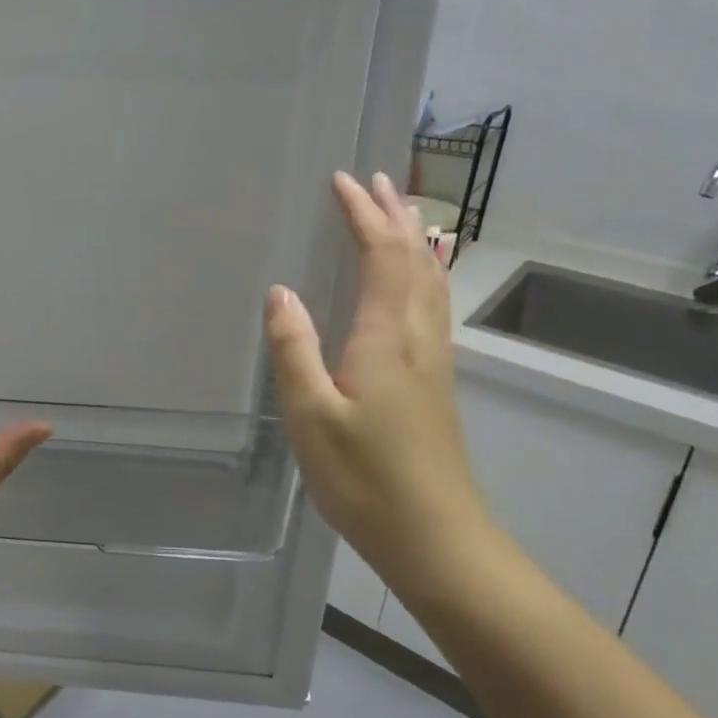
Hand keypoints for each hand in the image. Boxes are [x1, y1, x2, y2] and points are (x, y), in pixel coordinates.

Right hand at [265, 172, 484, 594]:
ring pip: (429, 279)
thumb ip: (295, 349)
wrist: (437, 539)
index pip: (381, 256)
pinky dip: (422, 271)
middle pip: (414, 258)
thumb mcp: (311, 416)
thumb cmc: (365, 479)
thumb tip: (280, 292)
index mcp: (387, 338)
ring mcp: (433, 359)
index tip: (342, 181)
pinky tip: (414, 280)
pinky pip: (431, 303)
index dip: (363, 215)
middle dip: (392, 214)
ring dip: (412, 238)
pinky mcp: (436, 380)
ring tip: (399, 211)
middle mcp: (418, 337)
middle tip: (374, 179)